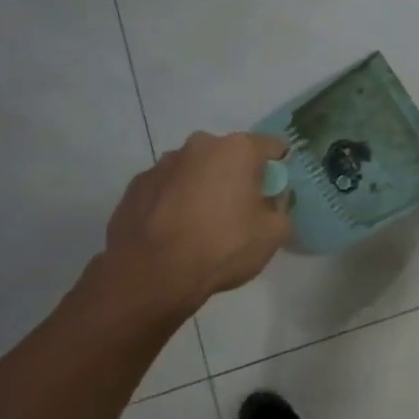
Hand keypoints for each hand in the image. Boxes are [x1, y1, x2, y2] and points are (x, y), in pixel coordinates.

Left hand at [100, 132, 292, 308]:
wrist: (152, 274)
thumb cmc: (222, 246)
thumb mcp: (274, 233)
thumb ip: (282, 207)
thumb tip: (273, 199)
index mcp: (237, 150)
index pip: (273, 146)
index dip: (279, 167)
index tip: (277, 190)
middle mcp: (199, 145)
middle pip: (230, 155)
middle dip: (238, 176)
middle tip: (240, 209)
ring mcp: (163, 163)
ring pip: (196, 169)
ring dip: (204, 186)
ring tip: (203, 222)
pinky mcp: (137, 185)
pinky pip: (168, 187)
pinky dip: (176, 200)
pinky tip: (176, 229)